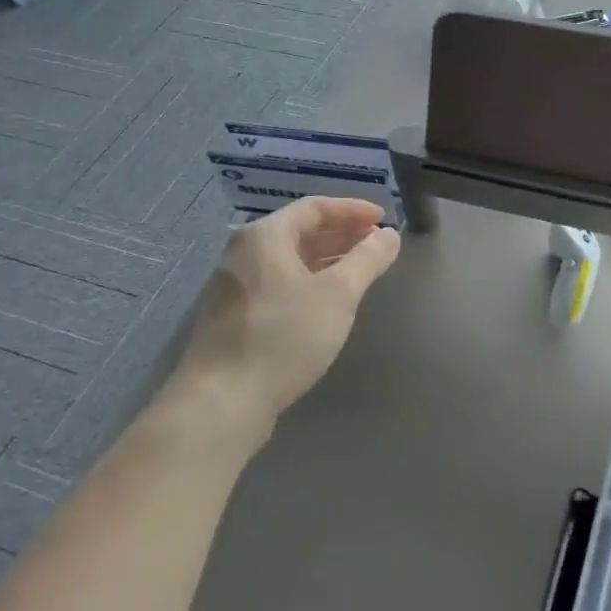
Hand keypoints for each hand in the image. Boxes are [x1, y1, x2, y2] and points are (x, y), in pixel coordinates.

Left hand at [175, 197, 400, 433]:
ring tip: (359, 271)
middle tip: (376, 244)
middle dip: (341, 235)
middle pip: (299, 231)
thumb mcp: (337, 295)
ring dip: (326, 259)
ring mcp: (233, 286)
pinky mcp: (232, 317)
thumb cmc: (283, 336)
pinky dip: (307, 282)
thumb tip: (389, 235)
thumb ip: (367, 259)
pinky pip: (277, 284)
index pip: (314, 208)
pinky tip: (326, 302)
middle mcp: (243, 253)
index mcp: (264, 236)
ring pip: (288, 261)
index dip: (353, 210)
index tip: (383, 219)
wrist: (221, 402)